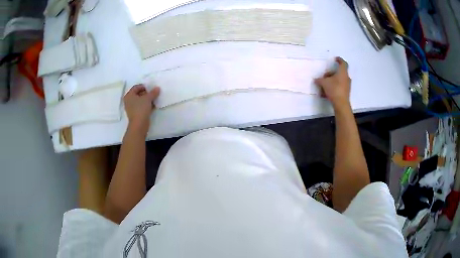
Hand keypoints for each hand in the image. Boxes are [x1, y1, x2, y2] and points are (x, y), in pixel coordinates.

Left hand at [124, 84, 159, 135]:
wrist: (139, 125)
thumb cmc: (141, 109)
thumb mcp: (148, 98)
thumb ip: (153, 92)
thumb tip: (157, 88)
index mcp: (129, 95)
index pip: (136, 87)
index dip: (144, 86)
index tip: (151, 88)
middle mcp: (129, 101)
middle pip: (138, 94)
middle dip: (146, 93)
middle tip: (154, 93)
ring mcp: (132, 108)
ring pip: (140, 101)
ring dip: (147, 99)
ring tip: (155, 99)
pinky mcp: (136, 114)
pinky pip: (141, 107)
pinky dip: (147, 105)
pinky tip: (153, 105)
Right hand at [315, 57, 350, 108]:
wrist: (341, 104)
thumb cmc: (334, 89)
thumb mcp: (324, 83)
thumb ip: (319, 80)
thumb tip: (315, 79)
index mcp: (342, 72)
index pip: (343, 63)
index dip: (339, 60)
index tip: (335, 59)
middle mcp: (346, 77)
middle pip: (339, 72)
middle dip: (332, 73)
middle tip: (325, 75)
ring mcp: (347, 85)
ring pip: (339, 80)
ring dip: (332, 80)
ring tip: (324, 85)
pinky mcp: (346, 92)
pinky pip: (339, 86)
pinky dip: (334, 87)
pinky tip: (327, 92)